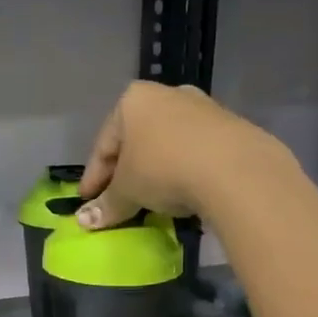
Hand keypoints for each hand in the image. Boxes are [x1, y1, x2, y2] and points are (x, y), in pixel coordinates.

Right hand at [77, 81, 286, 228]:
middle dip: (125, 171)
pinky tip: (183, 191)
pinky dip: (183, 170)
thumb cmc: (164, 168)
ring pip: (167, 144)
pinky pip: (194, 151)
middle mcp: (167, 95)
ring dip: (156, 170)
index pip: (104, 144)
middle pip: (136, 140)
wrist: (234, 168)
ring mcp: (202, 108)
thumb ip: (107, 204)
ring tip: (151, 198)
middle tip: (118, 200)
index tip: (88, 201)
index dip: (93, 177)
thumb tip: (83, 221)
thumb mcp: (128, 190)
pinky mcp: (230, 126)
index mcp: (133, 100)